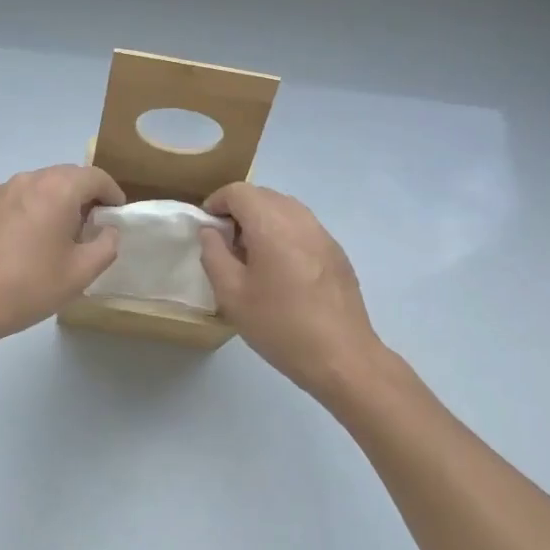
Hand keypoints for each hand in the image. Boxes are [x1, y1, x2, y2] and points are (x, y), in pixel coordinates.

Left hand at [0, 165, 125, 354]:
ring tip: (57, 236)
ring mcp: (0, 190)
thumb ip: (106, 245)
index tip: (117, 216)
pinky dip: (29, 210)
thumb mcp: (80, 273)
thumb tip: (107, 229)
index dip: (112, 194)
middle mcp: (28, 179)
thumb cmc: (27, 287)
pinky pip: (15, 199)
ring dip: (55, 202)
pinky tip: (24, 242)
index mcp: (57, 189)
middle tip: (90, 228)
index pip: (96, 177)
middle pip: (67, 176)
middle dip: (84, 196)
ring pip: (39, 186)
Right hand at [199, 183, 385, 399]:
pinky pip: (303, 227)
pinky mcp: (336, 252)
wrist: (342, 357)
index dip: (217, 202)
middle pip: (263, 195)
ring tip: (253, 256)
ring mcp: (322, 234)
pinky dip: (284, 233)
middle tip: (226, 243)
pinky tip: (281, 270)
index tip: (207, 228)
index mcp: (271, 224)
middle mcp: (299, 219)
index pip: (238, 191)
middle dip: (239, 210)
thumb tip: (211, 231)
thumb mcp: (231, 294)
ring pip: (285, 209)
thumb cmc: (280, 325)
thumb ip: (214, 254)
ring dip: (263, 220)